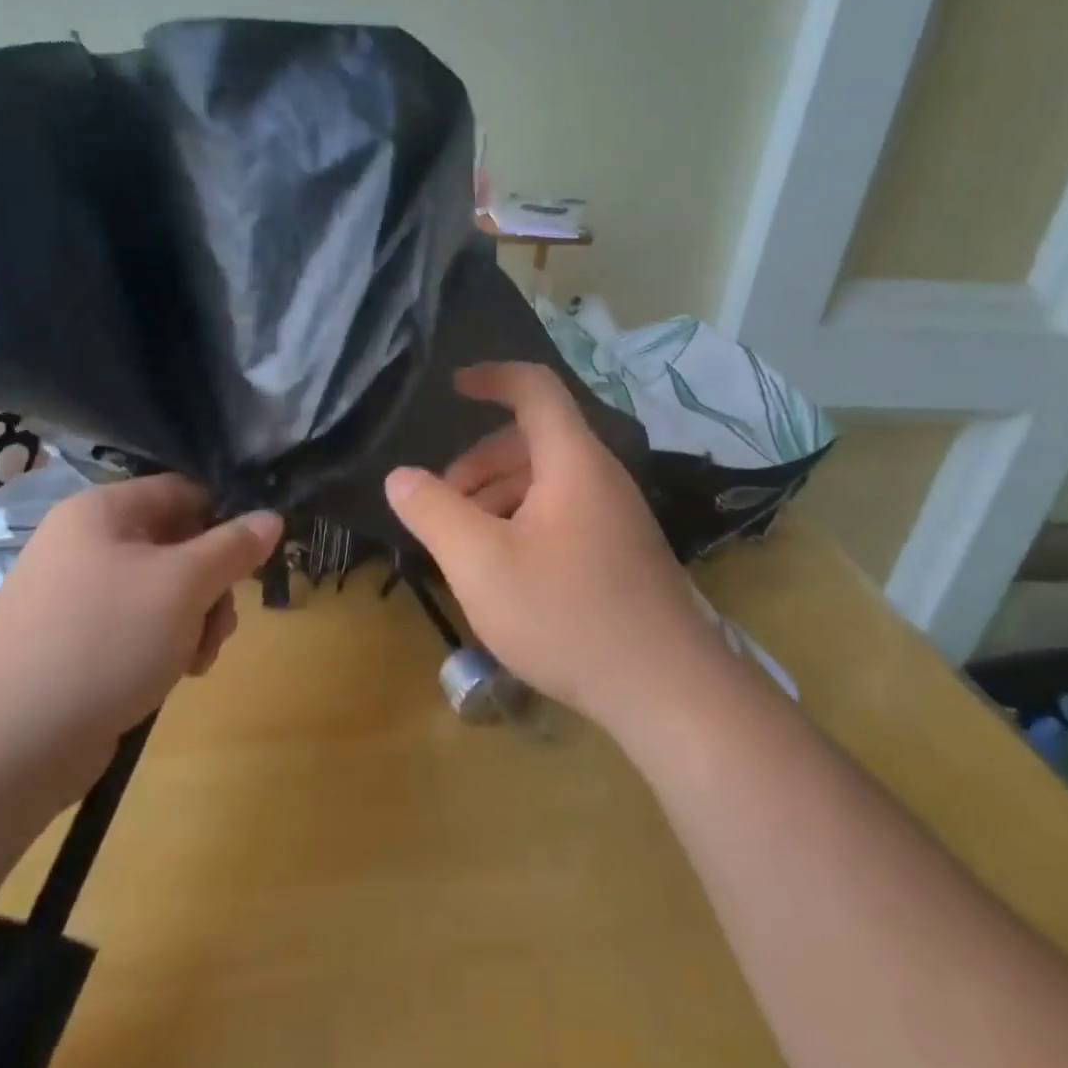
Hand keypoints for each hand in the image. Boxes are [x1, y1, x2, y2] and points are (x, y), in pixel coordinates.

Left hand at [0, 475, 281, 799]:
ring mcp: (73, 594)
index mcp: (103, 511)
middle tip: (222, 624)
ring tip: (197, 659)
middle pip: (177, 544)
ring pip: (161, 590)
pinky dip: (163, 644)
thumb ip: (234, 547)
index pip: (184, 491)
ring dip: (194, 619)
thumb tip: (272, 517)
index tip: (254, 559)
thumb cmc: (104, 640)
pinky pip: (135, 624)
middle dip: (212, 585)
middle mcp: (84, 542)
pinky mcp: (71, 642)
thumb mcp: (185, 585)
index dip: (226, 518)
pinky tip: (173, 675)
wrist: (5, 745)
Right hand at [384, 363, 720, 734]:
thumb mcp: (481, 564)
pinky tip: (506, 568)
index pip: (535, 388)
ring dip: (499, 495)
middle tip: (443, 503)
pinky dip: (524, 520)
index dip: (492, 376)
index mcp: (573, 461)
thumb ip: (434, 512)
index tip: (452, 386)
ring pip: (547, 480)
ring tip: (466, 541)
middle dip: (480, 461)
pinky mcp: (621, 550)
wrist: (667, 691)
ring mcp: (616, 515)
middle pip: (533, 440)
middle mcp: (600, 476)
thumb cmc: (567, 616)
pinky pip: (564, 512)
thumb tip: (400, 476)